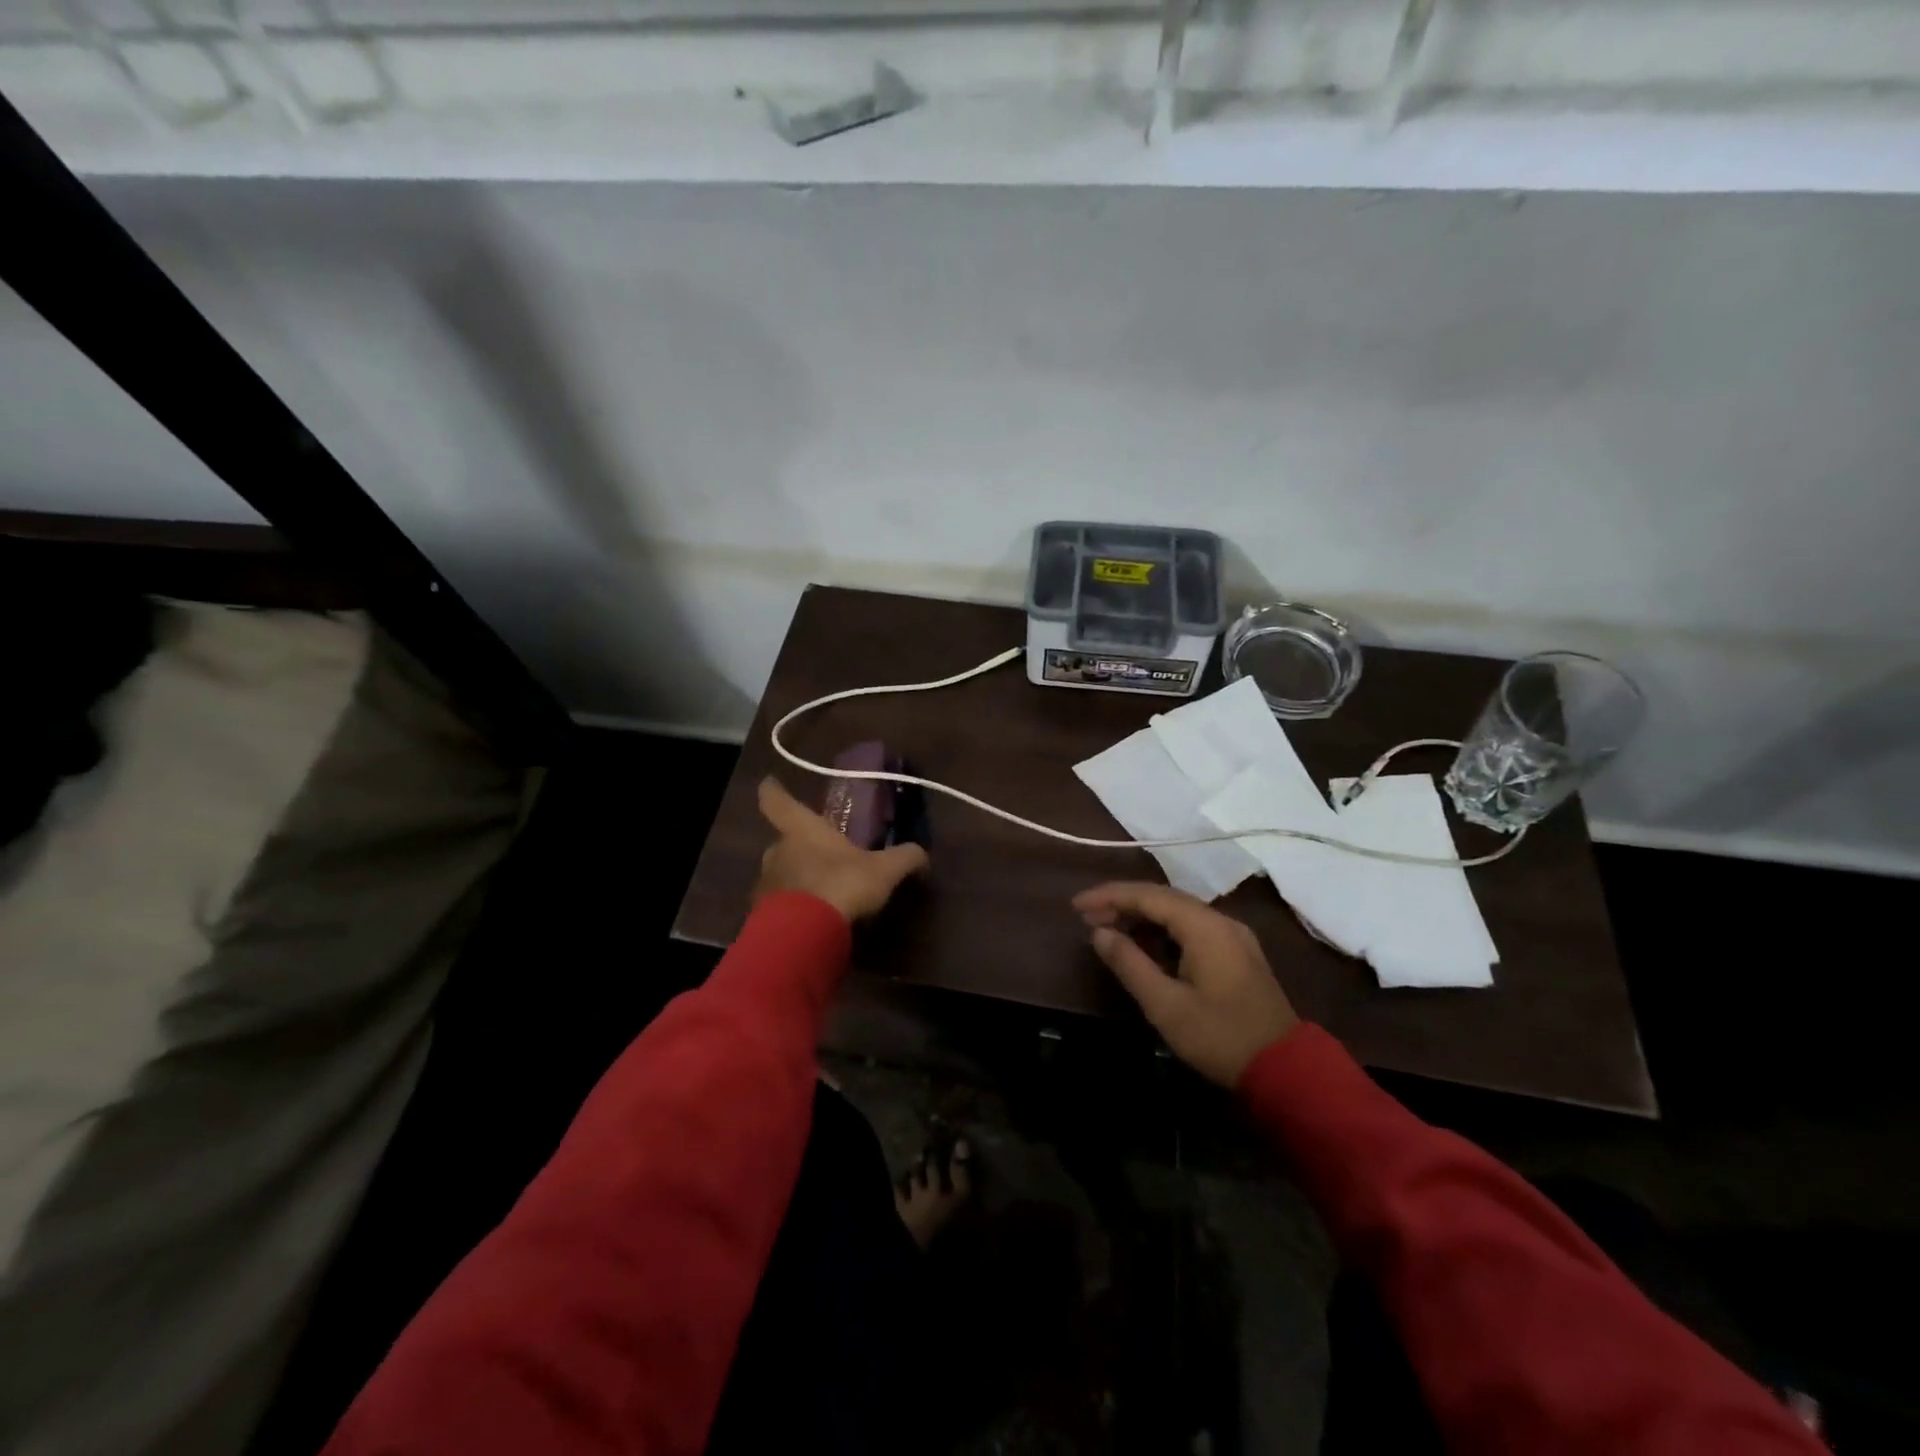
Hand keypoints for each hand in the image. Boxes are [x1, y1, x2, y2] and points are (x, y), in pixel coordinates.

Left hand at [754, 777, 928, 923]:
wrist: (804, 934)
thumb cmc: (842, 885)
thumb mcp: (884, 870)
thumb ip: (905, 858)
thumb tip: (923, 854)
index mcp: (802, 830)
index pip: (777, 800)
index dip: (773, 789)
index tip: (770, 782)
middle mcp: (777, 851)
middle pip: (783, 841)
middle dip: (800, 846)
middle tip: (823, 855)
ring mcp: (765, 883)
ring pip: (780, 873)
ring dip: (796, 878)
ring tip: (821, 892)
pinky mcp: (761, 914)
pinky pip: (778, 904)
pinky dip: (792, 908)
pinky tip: (812, 920)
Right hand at [1075, 881, 1298, 1086]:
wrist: (1287, 1070)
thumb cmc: (1220, 1037)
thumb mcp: (1166, 1005)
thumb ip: (1130, 963)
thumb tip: (1100, 933)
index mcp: (1204, 927)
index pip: (1147, 895)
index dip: (1109, 896)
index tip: (1076, 907)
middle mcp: (1220, 921)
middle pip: (1163, 898)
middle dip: (1122, 903)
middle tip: (1087, 918)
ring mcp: (1233, 936)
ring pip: (1178, 912)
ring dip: (1141, 916)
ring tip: (1108, 929)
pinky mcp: (1237, 954)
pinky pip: (1191, 927)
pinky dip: (1162, 929)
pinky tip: (1143, 944)